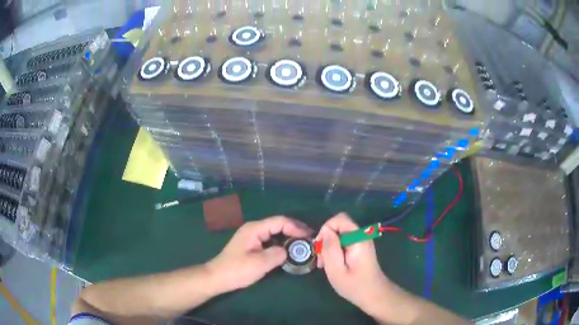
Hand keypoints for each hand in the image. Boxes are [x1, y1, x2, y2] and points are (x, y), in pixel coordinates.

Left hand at [206, 216, 312, 293]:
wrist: (217, 277)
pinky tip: (288, 251)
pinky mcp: (251, 245)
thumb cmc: (237, 270)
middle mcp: (253, 229)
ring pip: (275, 232)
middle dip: (294, 230)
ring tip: (302, 245)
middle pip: (278, 224)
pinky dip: (281, 243)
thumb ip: (277, 254)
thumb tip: (287, 251)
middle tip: (309, 239)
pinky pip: (270, 240)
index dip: (296, 227)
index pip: (279, 221)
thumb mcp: (260, 263)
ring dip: (289, 237)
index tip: (309, 236)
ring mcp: (252, 237)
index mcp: (254, 229)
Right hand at [317, 213, 402, 318]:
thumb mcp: (336, 269)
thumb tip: (325, 231)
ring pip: (340, 234)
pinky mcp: (361, 247)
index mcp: (358, 238)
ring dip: (329, 247)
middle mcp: (362, 235)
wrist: (374, 295)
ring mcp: (362, 241)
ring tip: (325, 265)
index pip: (339, 219)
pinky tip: (333, 265)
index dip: (326, 229)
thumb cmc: (354, 285)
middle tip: (322, 261)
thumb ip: (330, 248)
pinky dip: (336, 250)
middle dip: (326, 240)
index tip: (320, 249)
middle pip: (339, 226)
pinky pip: (344, 241)